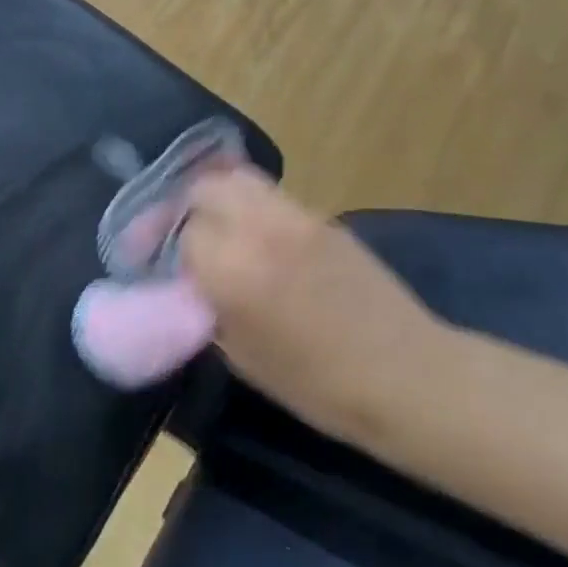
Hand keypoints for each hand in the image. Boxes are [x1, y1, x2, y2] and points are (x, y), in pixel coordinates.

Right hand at [179, 168, 439, 422]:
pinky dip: (250, 206)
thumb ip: (207, 308)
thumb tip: (190, 283)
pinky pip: (271, 196)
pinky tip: (255, 237)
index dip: (166, 248)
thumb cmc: (317, 385)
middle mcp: (259, 229)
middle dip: (185, 209)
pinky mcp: (324, 219)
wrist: (408, 376)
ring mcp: (296, 217)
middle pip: (204, 189)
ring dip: (217, 199)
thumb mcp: (241, 356)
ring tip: (215, 228)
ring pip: (238, 181)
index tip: (160, 264)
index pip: (181, 232)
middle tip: (181, 236)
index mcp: (232, 270)